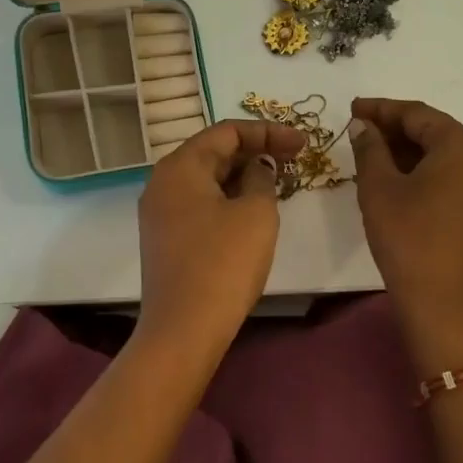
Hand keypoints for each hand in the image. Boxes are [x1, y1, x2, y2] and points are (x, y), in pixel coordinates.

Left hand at [137, 119, 306, 356]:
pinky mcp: (164, 239)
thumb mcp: (256, 213)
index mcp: (180, 166)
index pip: (227, 131)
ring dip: (243, 177)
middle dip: (255, 152)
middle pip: (213, 152)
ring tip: (278, 184)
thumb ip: (262, 178)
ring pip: (206, 180)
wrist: (183, 330)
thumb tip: (256, 168)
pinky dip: (227, 199)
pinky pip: (199, 204)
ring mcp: (159, 212)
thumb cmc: (223, 264)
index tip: (302, 143)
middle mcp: (162, 182)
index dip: (268, 132)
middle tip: (294, 160)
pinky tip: (252, 212)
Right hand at [350, 97, 462, 368]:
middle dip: (394, 128)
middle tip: (358, 129)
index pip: (417, 113)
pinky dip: (423, 170)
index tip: (352, 108)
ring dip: (407, 150)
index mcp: (462, 145)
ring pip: (443, 154)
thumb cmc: (409, 238)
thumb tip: (363, 125)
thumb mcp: (379, 187)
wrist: (445, 306)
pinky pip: (452, 175)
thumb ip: (369, 148)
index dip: (381, 109)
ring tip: (370, 152)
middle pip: (434, 130)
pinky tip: (396, 177)